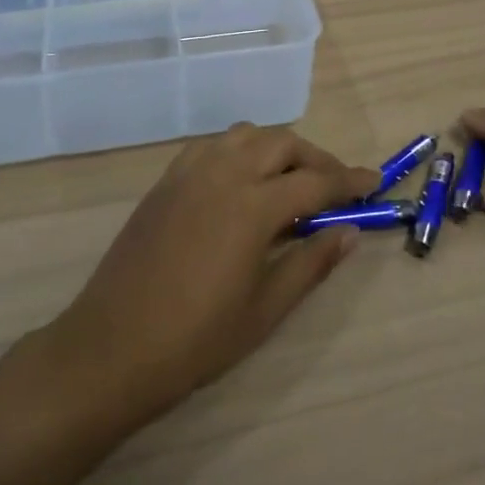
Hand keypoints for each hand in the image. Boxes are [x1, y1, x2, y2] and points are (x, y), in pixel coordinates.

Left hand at [38, 124, 377, 423]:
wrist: (110, 349)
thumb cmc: (195, 340)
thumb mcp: (265, 310)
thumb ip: (311, 263)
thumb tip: (349, 231)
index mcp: (253, 206)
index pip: (316, 182)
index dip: (350, 181)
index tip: (374, 182)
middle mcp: (224, 173)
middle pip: (283, 144)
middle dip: (316, 160)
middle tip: (334, 188)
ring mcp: (190, 172)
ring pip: (247, 135)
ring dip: (277, 148)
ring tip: (290, 180)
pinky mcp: (166, 181)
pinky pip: (213, 146)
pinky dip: (239, 151)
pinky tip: (242, 181)